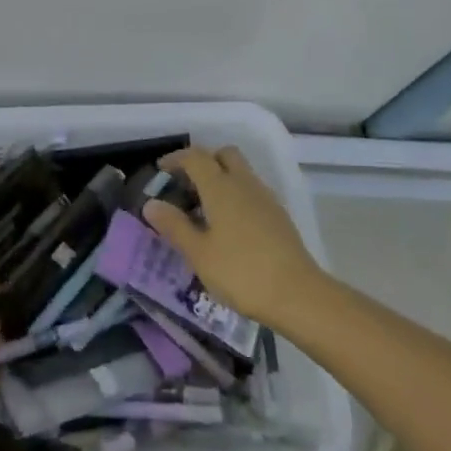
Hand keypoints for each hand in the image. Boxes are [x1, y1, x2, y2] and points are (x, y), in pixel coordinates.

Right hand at [144, 145, 323, 328]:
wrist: (298, 295)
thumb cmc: (241, 272)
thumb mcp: (199, 253)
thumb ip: (174, 226)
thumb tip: (151, 204)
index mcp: (221, 187)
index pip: (196, 157)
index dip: (176, 159)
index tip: (161, 170)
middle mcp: (244, 184)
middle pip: (224, 155)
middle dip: (204, 161)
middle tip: (186, 184)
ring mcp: (266, 198)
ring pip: (241, 172)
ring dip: (222, 178)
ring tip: (204, 207)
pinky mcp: (279, 216)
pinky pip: (252, 191)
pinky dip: (236, 195)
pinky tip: (229, 225)